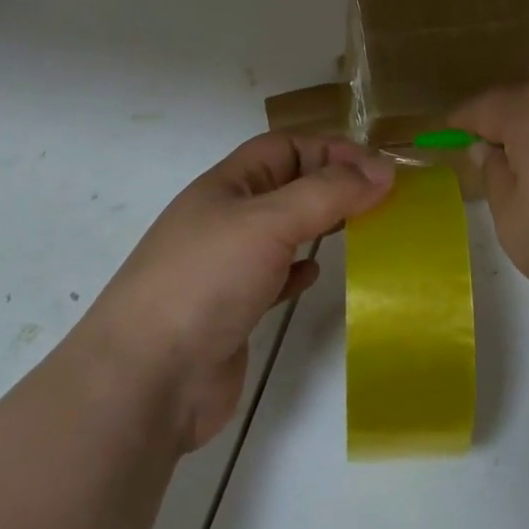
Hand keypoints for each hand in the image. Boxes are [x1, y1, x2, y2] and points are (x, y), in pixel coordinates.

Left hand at [80, 133, 394, 451]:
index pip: (287, 146)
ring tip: (361, 230)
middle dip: (332, 184)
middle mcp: (226, 218)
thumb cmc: (206, 281)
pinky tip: (313, 275)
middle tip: (379, 199)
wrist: (145, 381)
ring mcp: (227, 266)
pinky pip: (274, 276)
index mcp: (228, 185)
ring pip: (284, 230)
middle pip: (287, 185)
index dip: (332, 150)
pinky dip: (298, 269)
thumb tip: (383, 170)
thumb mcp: (270, 222)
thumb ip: (329, 192)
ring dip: (320, 225)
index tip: (380, 171)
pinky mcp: (233, 310)